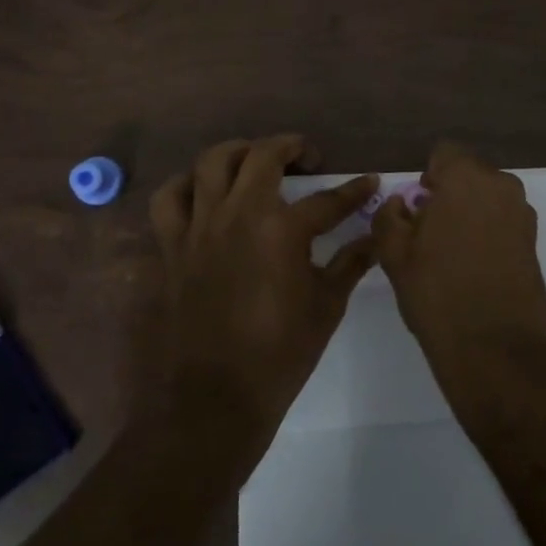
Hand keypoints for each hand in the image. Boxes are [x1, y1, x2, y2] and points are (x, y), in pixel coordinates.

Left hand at [149, 135, 377, 441]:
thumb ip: (350, 263)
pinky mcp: (173, 245)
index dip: (353, 190)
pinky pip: (169, 198)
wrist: (215, 398)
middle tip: (308, 158)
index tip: (369, 182)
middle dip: (292, 147)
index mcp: (282, 230)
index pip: (327, 199)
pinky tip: (205, 194)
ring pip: (212, 161)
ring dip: (239, 152)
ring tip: (255, 162)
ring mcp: (201, 226)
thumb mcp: (326, 306)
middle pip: (263, 156)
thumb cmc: (280, 354)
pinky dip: (186, 186)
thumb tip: (376, 239)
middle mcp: (239, 214)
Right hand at [371, 141, 545, 419]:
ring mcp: (523, 214)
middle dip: (449, 194)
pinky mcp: (535, 242)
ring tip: (453, 255)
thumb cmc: (437, 294)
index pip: (444, 153)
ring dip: (470, 213)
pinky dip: (489, 233)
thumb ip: (389, 217)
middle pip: (468, 175)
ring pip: (487, 198)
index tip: (418, 209)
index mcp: (466, 179)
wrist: (495, 351)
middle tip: (431, 233)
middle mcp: (501, 186)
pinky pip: (504, 221)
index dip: (427, 178)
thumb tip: (399, 204)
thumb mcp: (394, 254)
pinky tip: (475, 269)